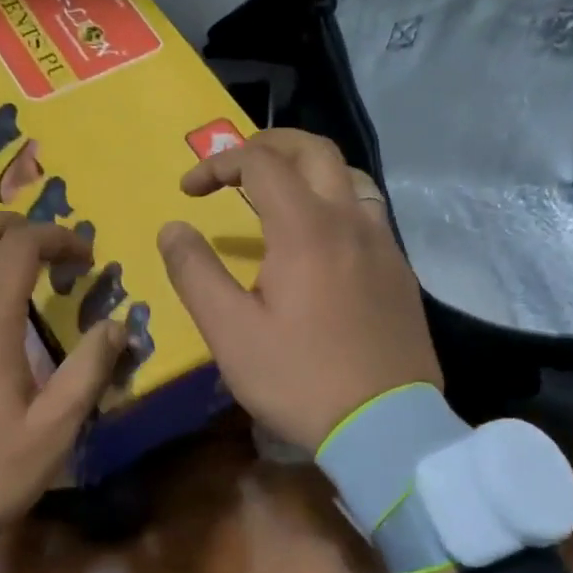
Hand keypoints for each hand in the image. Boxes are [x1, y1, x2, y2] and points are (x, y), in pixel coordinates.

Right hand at [158, 129, 440, 451]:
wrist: (387, 429)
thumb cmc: (300, 379)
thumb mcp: (230, 332)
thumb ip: (195, 272)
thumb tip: (173, 228)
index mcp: (306, 228)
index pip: (259, 163)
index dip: (217, 164)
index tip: (188, 192)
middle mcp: (350, 221)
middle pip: (314, 150)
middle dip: (268, 144)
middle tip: (234, 164)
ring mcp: (383, 244)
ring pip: (348, 176)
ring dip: (306, 169)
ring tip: (275, 193)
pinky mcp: (399, 271)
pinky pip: (366, 211)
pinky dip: (332, 201)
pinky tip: (315, 240)